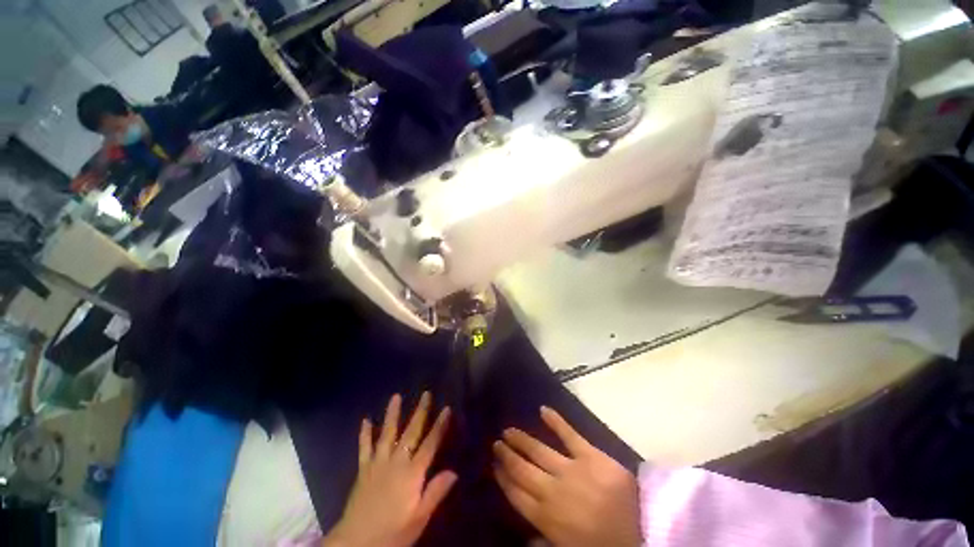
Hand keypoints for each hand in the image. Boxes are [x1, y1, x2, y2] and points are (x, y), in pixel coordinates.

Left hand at [323, 392, 455, 546]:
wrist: (356, 543)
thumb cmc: (392, 533)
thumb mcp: (419, 519)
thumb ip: (435, 493)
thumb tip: (454, 471)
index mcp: (412, 473)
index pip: (430, 444)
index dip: (440, 426)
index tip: (447, 408)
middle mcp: (396, 462)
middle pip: (411, 432)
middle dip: (420, 412)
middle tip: (426, 393)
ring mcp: (378, 463)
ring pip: (387, 433)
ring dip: (392, 414)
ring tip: (396, 396)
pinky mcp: (363, 469)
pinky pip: (364, 447)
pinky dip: (364, 433)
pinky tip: (365, 420)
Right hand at [493, 407, 641, 546]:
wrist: (643, 533)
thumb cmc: (604, 544)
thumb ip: (544, 540)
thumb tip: (524, 536)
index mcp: (547, 517)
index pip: (516, 494)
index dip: (503, 478)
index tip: (494, 466)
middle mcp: (552, 491)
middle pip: (522, 470)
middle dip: (507, 456)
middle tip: (496, 444)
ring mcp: (570, 470)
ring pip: (538, 451)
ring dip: (521, 439)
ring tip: (508, 431)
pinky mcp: (589, 455)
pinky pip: (569, 434)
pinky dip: (555, 421)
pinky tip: (542, 409)